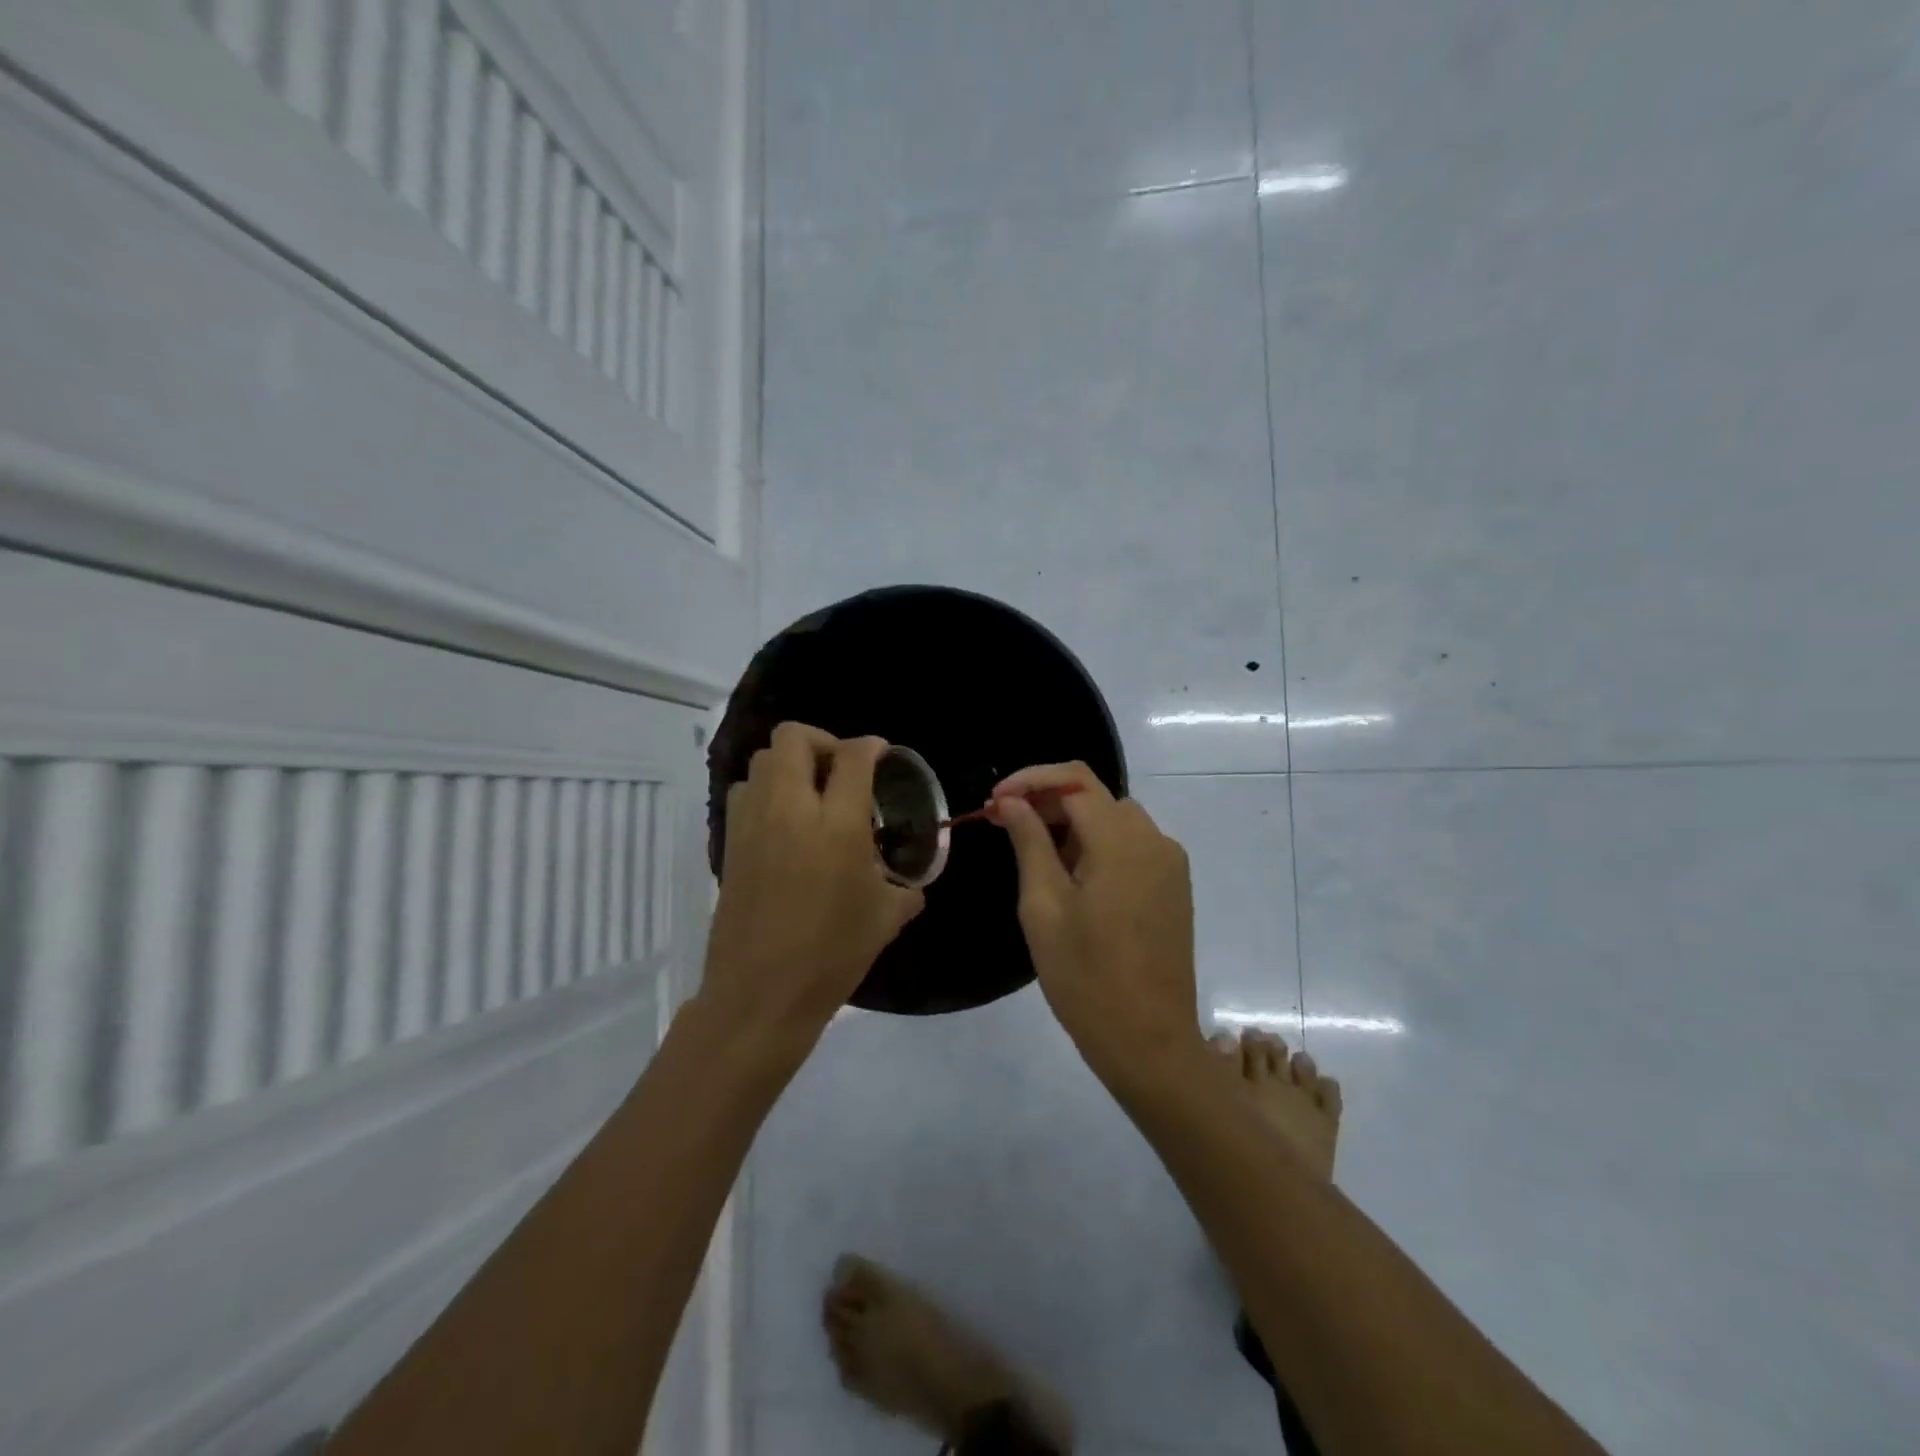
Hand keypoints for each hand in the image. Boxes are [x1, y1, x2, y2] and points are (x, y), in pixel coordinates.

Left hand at [703, 723, 924, 1047]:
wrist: (761, 994)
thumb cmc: (831, 956)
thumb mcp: (884, 920)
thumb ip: (904, 890)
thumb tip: (912, 886)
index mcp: (837, 825)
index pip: (853, 756)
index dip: (871, 746)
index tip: (881, 755)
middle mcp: (790, 810)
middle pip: (794, 737)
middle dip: (823, 742)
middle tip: (842, 771)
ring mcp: (752, 823)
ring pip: (762, 759)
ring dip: (790, 765)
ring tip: (811, 796)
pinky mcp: (729, 843)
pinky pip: (745, 792)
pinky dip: (766, 791)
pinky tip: (785, 824)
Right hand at [987, 763, 1201, 1084]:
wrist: (1149, 1042)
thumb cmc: (1086, 978)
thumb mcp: (1044, 907)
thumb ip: (1029, 843)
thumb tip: (1013, 802)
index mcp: (1122, 841)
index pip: (1074, 780)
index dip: (1030, 780)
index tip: (995, 801)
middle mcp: (1154, 840)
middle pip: (1095, 796)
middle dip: (1047, 802)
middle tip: (1004, 826)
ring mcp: (1170, 864)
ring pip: (1114, 819)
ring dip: (1072, 824)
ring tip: (1035, 856)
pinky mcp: (1173, 886)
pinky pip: (1132, 846)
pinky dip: (1098, 846)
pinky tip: (1073, 878)